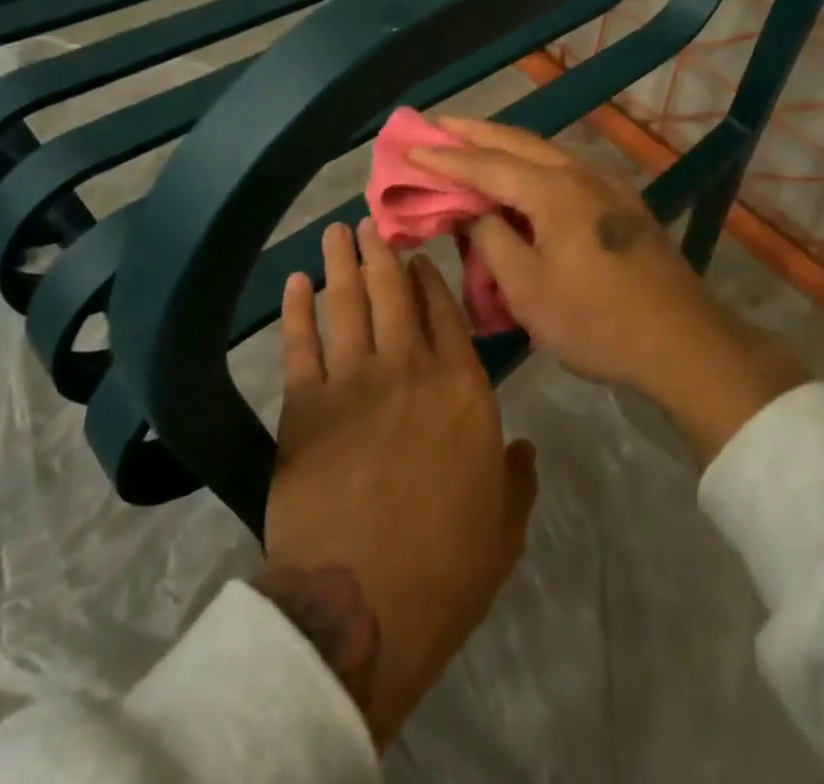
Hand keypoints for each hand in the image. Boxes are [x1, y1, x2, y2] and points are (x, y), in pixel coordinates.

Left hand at [263, 218, 537, 747]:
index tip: (419, 256)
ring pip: (349, 305)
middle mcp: (410, 370)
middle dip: (382, 253)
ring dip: (342, 264)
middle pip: (394, 295)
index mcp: (462, 391)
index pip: (447, 316)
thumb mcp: (503, 527)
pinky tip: (297, 283)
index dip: (432, 281)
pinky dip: (298, 310)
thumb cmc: (445, 569)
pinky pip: (300, 343)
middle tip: (370, 220)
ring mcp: (354, 382)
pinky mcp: (304, 406)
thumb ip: (518, 479)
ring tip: (337, 232)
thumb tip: (526, 448)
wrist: (361, 604)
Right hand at [410, 119, 807, 462]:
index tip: (409, 149)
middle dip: (474, 133)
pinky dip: (532, 163)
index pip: (487, 165)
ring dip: (506, 144)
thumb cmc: (597, 321)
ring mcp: (607, 185)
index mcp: (554, 191)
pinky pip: (565, 168)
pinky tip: (524, 174)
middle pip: (518, 143)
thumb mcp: (529, 290)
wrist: (684, 343)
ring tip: (473, 142)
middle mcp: (581, 174)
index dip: (445, 158)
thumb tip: (475, 213)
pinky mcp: (622, 204)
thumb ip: (493, 241)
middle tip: (437, 125)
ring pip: (545, 151)